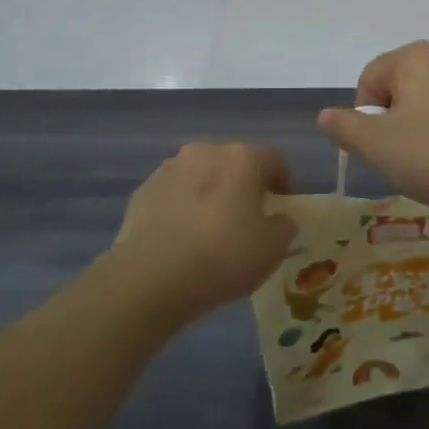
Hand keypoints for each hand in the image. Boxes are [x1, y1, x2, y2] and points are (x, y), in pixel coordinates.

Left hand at [112, 142, 296, 321]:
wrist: (151, 276)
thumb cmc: (223, 256)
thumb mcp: (273, 249)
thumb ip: (284, 227)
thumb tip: (280, 219)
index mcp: (242, 158)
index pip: (274, 158)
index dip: (283, 181)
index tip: (282, 206)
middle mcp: (206, 151)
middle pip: (234, 161)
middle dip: (244, 184)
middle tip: (248, 216)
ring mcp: (170, 167)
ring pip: (201, 174)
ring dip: (211, 192)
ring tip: (211, 227)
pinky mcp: (143, 189)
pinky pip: (174, 193)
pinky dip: (183, 206)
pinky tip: (182, 237)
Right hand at [317, 42, 428, 223]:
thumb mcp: (378, 146)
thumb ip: (345, 127)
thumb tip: (326, 115)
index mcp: (416, 55)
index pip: (370, 78)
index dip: (366, 116)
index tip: (382, 148)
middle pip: (401, 85)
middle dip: (395, 120)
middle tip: (404, 157)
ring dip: (422, 127)